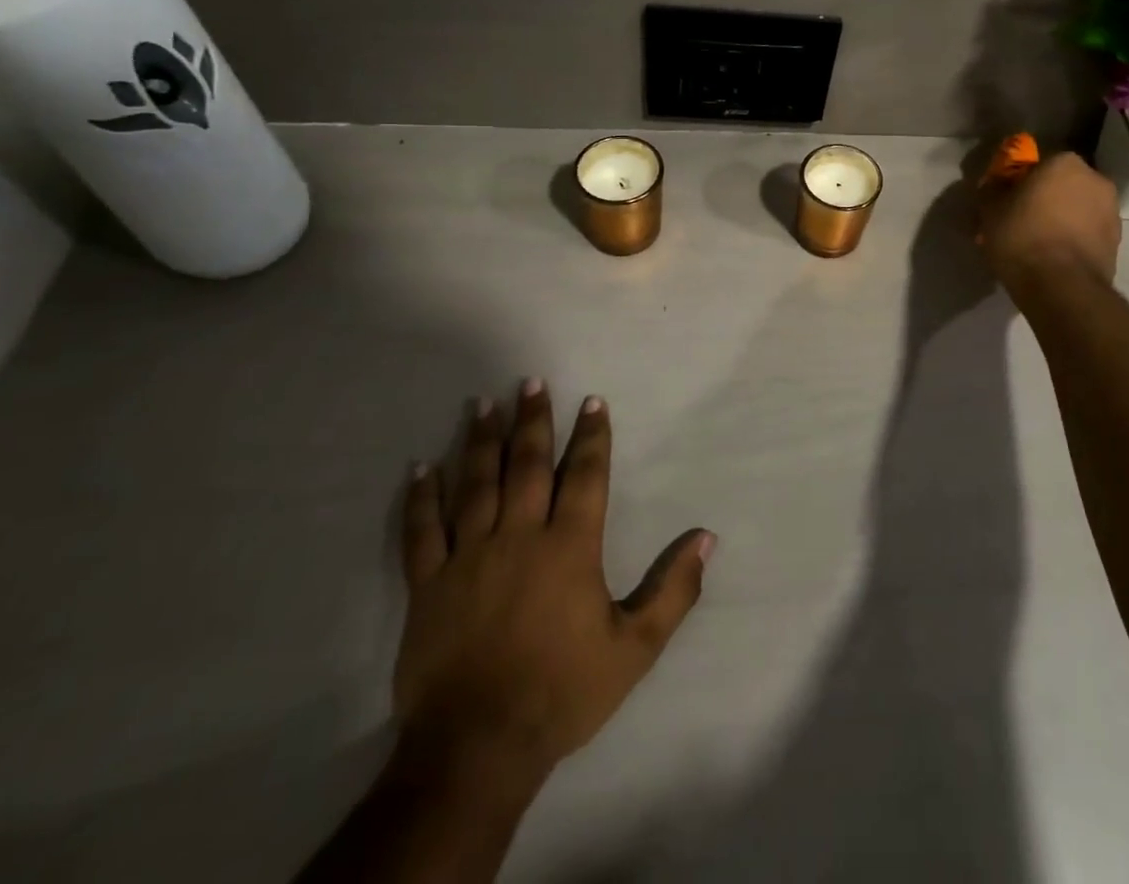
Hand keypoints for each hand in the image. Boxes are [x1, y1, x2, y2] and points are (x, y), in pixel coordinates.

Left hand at [395, 380, 713, 777]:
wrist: (476, 748)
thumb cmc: (562, 691)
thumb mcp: (635, 647)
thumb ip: (674, 590)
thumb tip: (707, 538)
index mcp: (569, 546)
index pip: (584, 475)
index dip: (591, 435)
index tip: (592, 401)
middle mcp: (519, 536)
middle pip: (526, 465)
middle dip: (531, 420)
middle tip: (529, 381)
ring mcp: (469, 557)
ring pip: (475, 484)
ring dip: (480, 441)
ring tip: (483, 403)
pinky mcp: (428, 585)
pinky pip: (423, 531)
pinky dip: (421, 497)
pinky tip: (421, 467)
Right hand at [978, 151, 1121, 297]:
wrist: (1062, 287)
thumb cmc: (1023, 237)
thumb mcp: (990, 209)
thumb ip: (992, 189)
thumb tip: (996, 184)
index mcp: (1065, 162)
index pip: (1038, 164)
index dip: (1019, 182)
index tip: (1006, 201)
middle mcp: (1095, 180)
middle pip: (1061, 186)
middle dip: (1043, 200)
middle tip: (1020, 223)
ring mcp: (1111, 212)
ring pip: (1076, 211)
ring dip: (1060, 221)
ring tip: (1037, 246)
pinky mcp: (1116, 244)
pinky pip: (1086, 235)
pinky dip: (1072, 241)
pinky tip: (1053, 260)